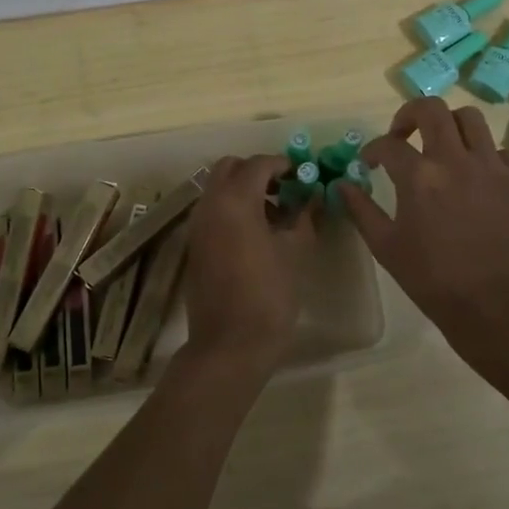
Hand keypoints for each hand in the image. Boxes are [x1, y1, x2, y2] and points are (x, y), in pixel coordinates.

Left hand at [179, 155, 314, 376]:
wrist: (229, 344)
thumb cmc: (268, 295)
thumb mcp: (296, 251)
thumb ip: (304, 216)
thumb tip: (313, 196)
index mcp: (235, 200)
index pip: (259, 164)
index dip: (283, 165)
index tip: (304, 176)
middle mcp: (210, 204)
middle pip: (230, 167)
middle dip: (258, 171)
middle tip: (285, 189)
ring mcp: (198, 225)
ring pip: (218, 188)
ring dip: (244, 189)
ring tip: (276, 214)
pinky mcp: (195, 244)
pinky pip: (214, 210)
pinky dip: (233, 208)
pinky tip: (258, 233)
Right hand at [336, 97, 508, 363]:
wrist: (497, 307)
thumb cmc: (433, 280)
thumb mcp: (386, 247)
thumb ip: (361, 210)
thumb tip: (342, 185)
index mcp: (420, 176)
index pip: (388, 144)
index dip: (373, 150)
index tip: (371, 162)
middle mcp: (456, 160)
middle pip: (432, 109)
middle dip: (411, 114)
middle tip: (404, 134)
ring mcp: (493, 167)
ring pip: (471, 119)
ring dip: (450, 127)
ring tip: (443, 147)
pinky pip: (500, 152)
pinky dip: (483, 157)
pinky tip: (476, 180)